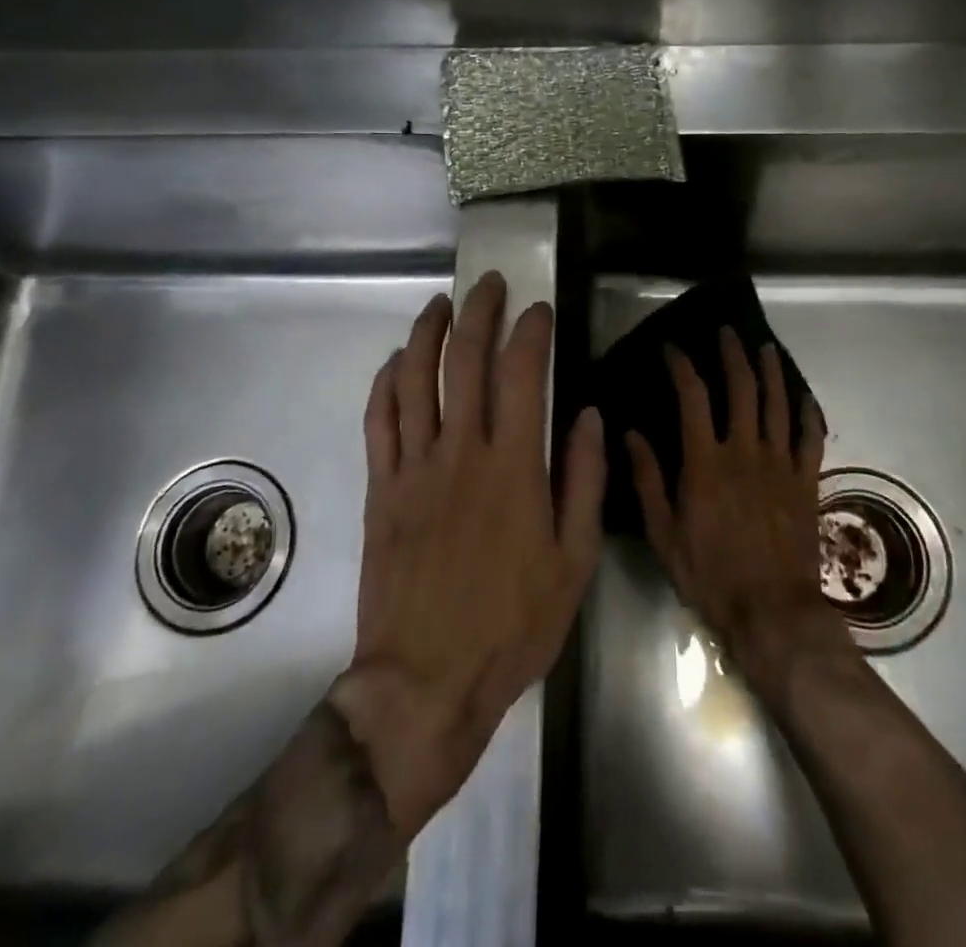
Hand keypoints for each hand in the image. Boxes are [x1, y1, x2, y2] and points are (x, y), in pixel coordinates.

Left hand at [331, 272, 604, 840]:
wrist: (426, 682)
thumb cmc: (512, 625)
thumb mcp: (573, 562)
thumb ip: (583, 481)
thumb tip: (587, 415)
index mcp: (513, 467)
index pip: (521, 373)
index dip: (530, 331)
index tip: (539, 310)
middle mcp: (460, 452)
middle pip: (463, 360)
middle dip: (477, 311)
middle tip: (489, 283)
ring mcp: (412, 467)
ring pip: (414, 379)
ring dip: (427, 333)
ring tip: (440, 304)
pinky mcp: (379, 489)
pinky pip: (378, 421)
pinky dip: (386, 383)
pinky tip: (397, 361)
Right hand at [627, 328, 851, 699]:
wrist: (772, 613)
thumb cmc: (710, 574)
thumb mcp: (663, 533)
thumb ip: (648, 480)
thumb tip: (630, 434)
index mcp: (706, 461)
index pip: (693, 397)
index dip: (682, 366)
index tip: (672, 349)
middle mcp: (745, 451)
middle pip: (742, 388)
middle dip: (733, 355)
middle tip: (726, 332)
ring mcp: (781, 464)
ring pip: (778, 403)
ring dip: (771, 371)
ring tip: (765, 347)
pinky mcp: (806, 481)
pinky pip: (811, 437)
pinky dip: (808, 412)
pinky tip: (804, 396)